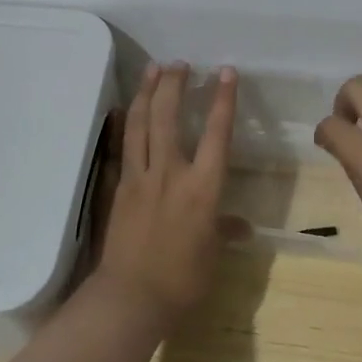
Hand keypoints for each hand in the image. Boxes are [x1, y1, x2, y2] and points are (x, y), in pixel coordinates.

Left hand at [95, 62, 241, 329]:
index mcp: (203, 187)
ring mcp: (140, 177)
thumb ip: (225, 231)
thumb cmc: (182, 280)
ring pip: (142, 124)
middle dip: (174, 85)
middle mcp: (171, 173)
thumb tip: (242, 227)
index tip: (225, 72)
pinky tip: (126, 108)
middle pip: (169, 117)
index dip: (222, 100)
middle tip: (178, 63)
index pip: (217, 133)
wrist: (131, 298)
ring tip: (153, 69)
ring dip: (148, 93)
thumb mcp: (212, 255)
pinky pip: (123, 146)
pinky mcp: (119, 187)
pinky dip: (126, 122)